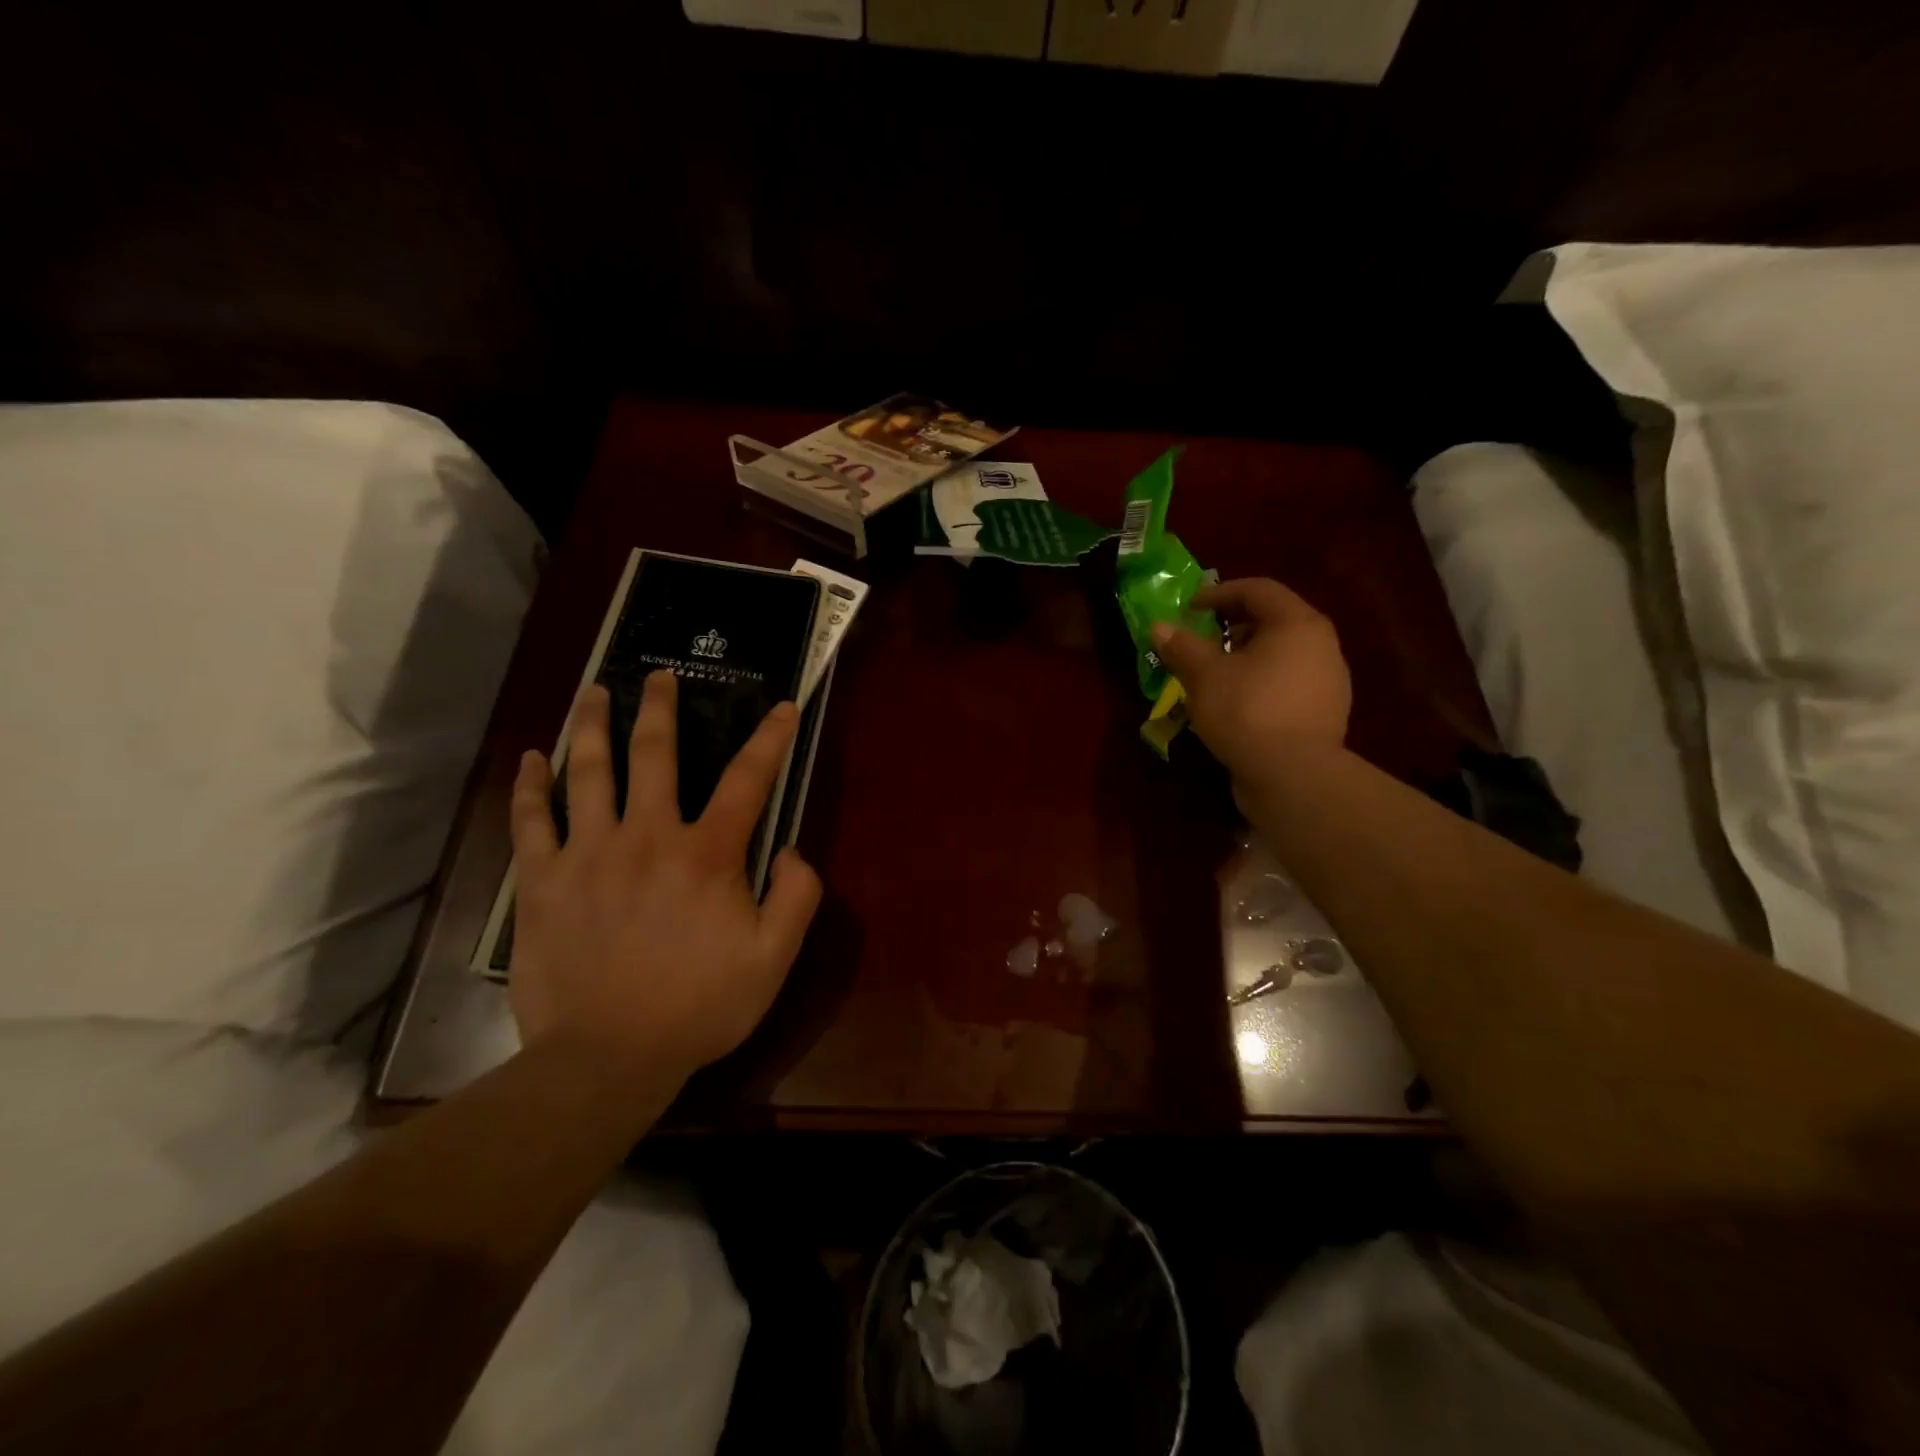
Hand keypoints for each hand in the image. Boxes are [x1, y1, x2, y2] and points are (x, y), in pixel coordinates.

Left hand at [506, 674, 822, 1086]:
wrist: (606, 1059)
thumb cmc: (698, 1007)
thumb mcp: (774, 958)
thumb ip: (797, 896)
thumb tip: (791, 849)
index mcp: (706, 853)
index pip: (747, 780)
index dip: (770, 739)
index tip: (781, 707)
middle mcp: (647, 836)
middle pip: (654, 754)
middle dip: (661, 708)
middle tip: (660, 676)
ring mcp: (588, 853)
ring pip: (588, 772)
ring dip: (593, 725)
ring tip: (595, 692)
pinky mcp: (542, 880)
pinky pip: (531, 820)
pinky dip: (530, 785)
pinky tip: (531, 758)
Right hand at [1152, 578, 1351, 780]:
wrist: (1294, 776)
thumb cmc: (1247, 711)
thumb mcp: (1204, 675)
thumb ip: (1182, 647)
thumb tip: (1159, 627)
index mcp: (1297, 624)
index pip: (1258, 590)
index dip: (1219, 593)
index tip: (1190, 608)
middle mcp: (1322, 645)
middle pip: (1275, 620)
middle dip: (1234, 624)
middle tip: (1204, 637)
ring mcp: (1329, 681)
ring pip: (1282, 654)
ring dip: (1248, 655)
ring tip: (1217, 672)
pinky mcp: (1325, 713)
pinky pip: (1288, 683)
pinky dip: (1261, 682)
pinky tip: (1238, 703)